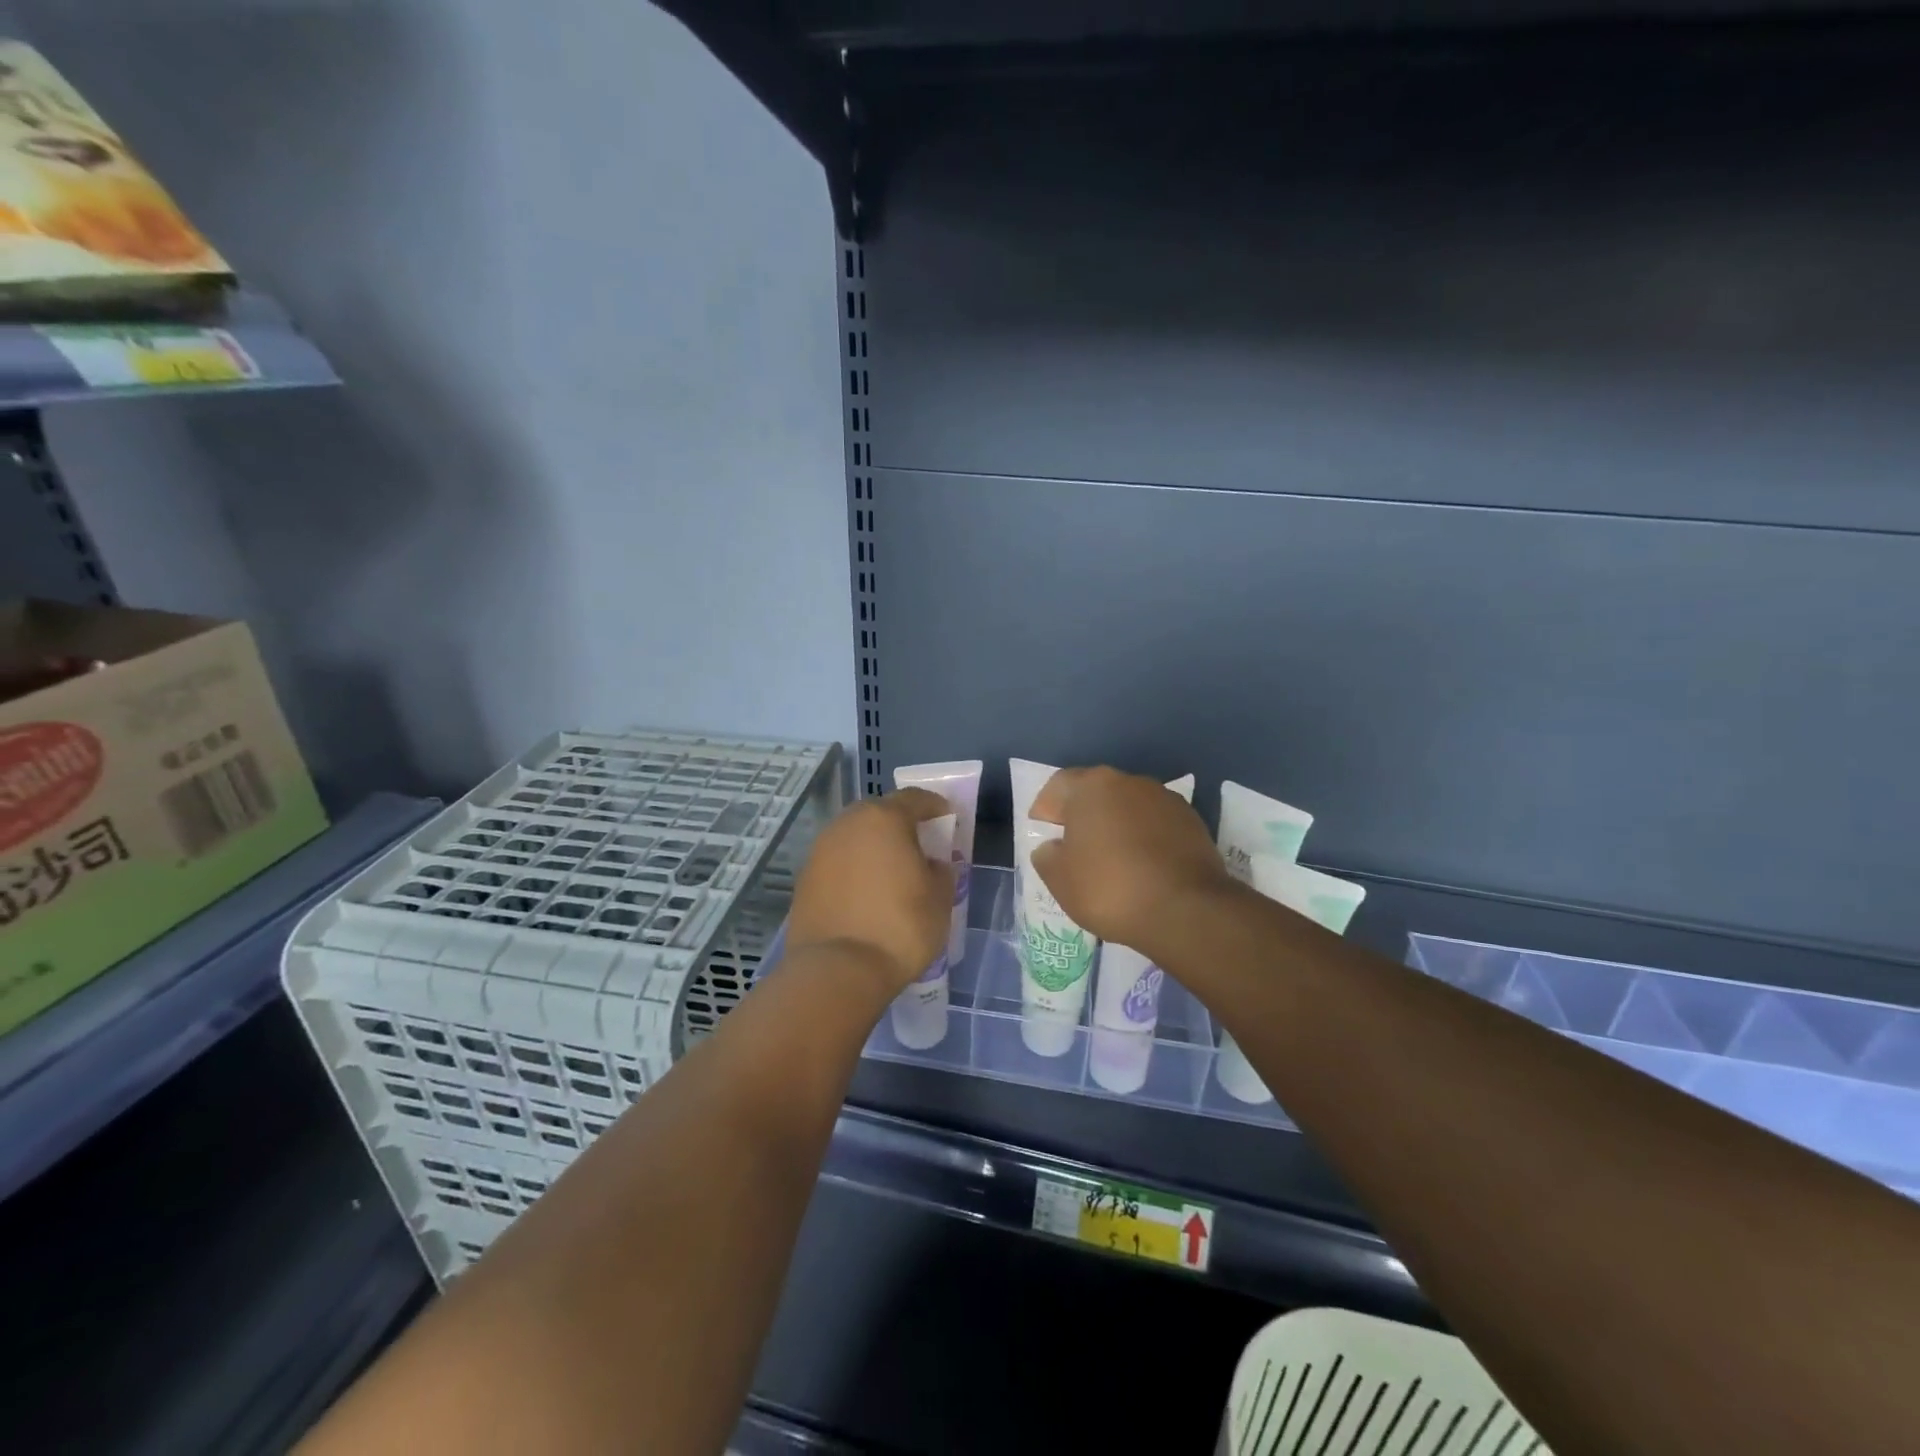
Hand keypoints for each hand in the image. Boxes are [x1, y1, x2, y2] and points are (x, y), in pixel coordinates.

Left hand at [785, 788, 953, 993]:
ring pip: (855, 838)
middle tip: (919, 846)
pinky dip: (854, 870)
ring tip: (892, 872)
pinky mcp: (804, 879)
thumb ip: (940, 870)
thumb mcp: (940, 898)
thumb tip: (930, 864)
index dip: (935, 806)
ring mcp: (820, 851)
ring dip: (874, 847)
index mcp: (884, 818)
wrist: (838, 970)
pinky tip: (866, 894)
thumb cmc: (900, 926)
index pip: (915, 799)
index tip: (948, 819)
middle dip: (900, 825)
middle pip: (879, 813)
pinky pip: (838, 863)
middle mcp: (847, 825)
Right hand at [1028, 767, 1236, 958]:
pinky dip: (1144, 839)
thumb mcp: (1059, 879)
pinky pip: (1156, 825)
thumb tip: (1052, 848)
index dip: (1046, 808)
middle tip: (1074, 847)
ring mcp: (1165, 799)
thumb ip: (1047, 856)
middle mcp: (1129, 782)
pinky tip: (1142, 868)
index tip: (1042, 831)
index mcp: (1092, 786)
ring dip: (1117, 826)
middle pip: (1096, 792)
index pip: (1058, 785)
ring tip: (1112, 860)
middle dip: (1083, 815)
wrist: (1186, 909)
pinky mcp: (1192, 822)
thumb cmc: (1110, 888)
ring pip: (1128, 807)